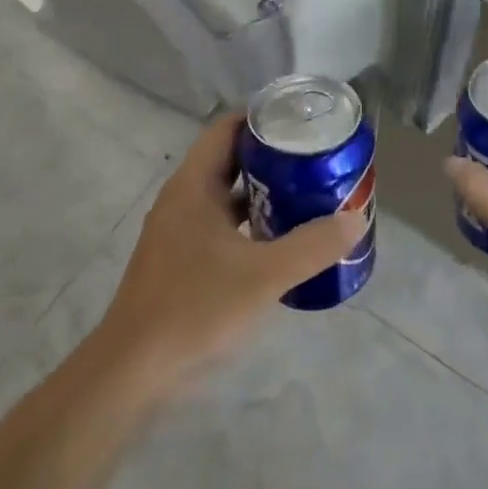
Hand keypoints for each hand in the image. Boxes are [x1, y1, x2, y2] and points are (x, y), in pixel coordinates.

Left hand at [95, 113, 367, 398]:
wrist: (132, 371)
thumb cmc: (194, 308)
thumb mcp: (263, 275)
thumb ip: (311, 246)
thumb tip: (355, 218)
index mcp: (193, 186)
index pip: (226, 129)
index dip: (262, 117)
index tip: (301, 119)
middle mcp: (182, 199)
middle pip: (230, 159)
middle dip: (271, 156)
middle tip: (316, 157)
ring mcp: (178, 231)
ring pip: (226, 195)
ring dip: (263, 191)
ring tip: (308, 193)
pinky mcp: (180, 259)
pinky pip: (221, 225)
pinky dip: (250, 223)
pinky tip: (280, 240)